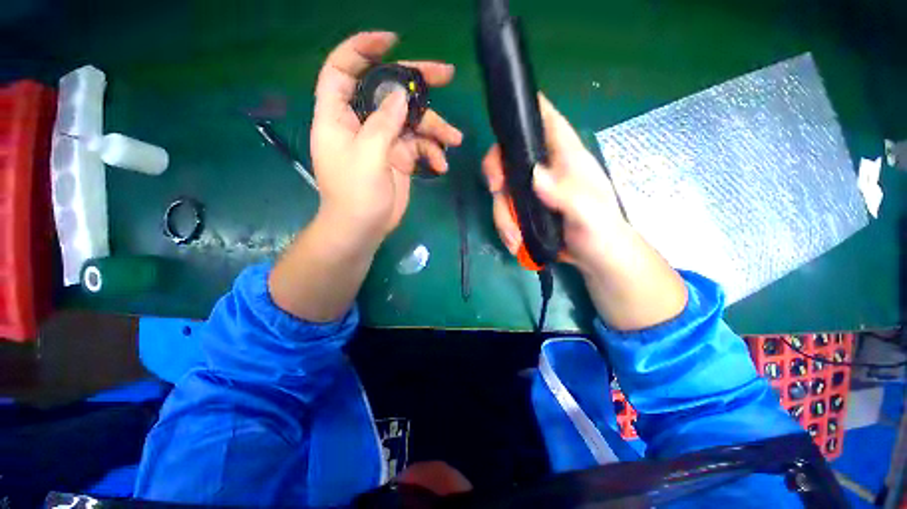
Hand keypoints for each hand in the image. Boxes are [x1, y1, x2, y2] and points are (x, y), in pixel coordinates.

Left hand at [312, 32, 462, 242]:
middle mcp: (362, 122)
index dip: (362, 50)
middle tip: (447, 75)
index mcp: (339, 115)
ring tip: (454, 140)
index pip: (343, 69)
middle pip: (388, 90)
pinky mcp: (399, 157)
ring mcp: (383, 140)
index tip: (392, 42)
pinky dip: (431, 153)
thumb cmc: (356, 194)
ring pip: (411, 121)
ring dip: (435, 128)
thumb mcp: (368, 156)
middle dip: (417, 83)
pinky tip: (440, 166)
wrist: (364, 228)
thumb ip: (383, 123)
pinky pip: (419, 146)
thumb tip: (401, 94)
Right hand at [482, 94, 686, 329]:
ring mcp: (531, 189)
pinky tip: (515, 243)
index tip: (502, 124)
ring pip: (502, 189)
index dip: (523, 110)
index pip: (544, 118)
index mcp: (565, 155)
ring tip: (514, 239)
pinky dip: (505, 227)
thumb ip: (566, 194)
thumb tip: (534, 176)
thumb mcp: (589, 212)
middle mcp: (544, 167)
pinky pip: (504, 210)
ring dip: (502, 215)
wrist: (595, 257)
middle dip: (495, 171)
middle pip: (508, 154)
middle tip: (494, 190)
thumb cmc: (601, 230)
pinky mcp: (524, 208)